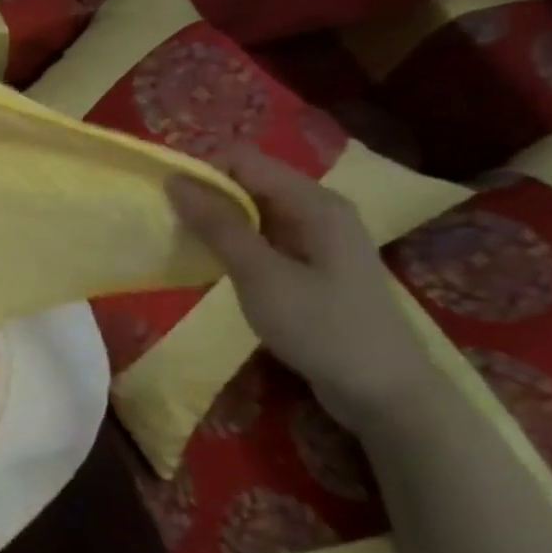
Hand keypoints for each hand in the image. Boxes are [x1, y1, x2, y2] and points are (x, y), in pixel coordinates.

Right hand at [167, 145, 434, 426]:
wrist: (383, 392)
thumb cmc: (321, 328)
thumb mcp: (260, 275)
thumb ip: (218, 225)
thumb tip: (175, 181)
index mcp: (314, 202)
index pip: (243, 160)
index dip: (201, 174)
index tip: (168, 205)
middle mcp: (318, 209)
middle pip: (248, 182)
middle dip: (206, 198)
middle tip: (172, 229)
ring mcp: (318, 238)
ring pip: (253, 211)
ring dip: (217, 223)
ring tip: (187, 248)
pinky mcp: (312, 264)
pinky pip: (263, 236)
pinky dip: (234, 244)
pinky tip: (216, 267)